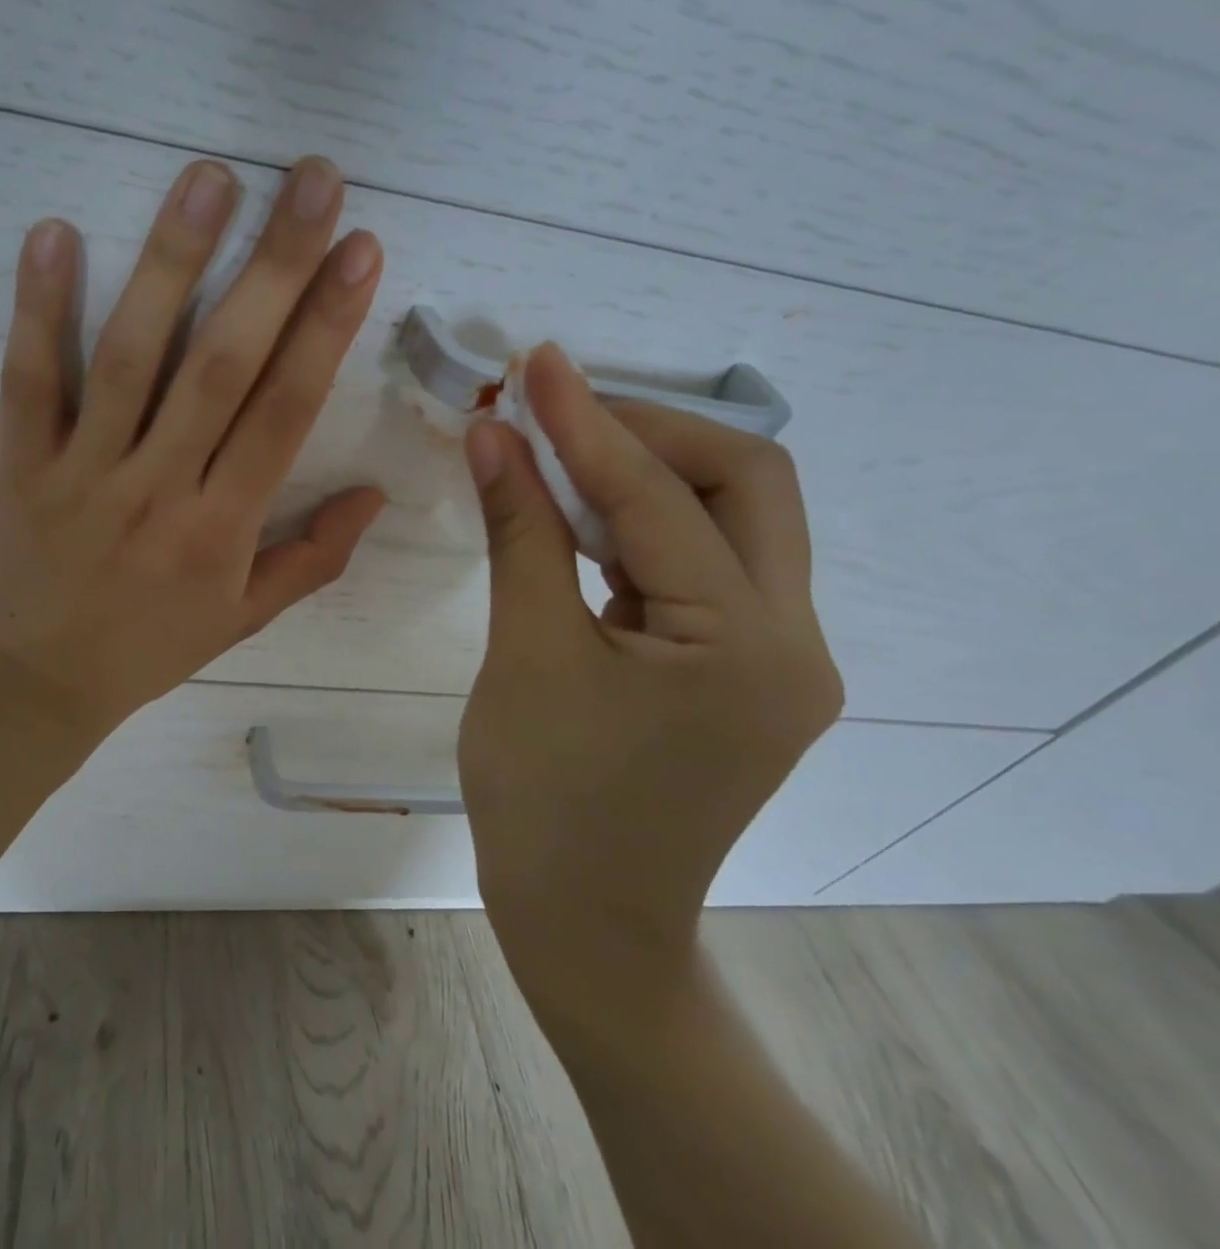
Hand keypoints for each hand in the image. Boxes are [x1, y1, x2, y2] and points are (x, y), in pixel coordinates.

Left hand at [0, 156, 385, 752]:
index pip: (285, 412)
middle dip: (275, 268)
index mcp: (221, 530)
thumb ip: (314, 558)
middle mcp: (159, 489)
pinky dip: (38, 308)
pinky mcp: (16, 463)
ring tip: (209, 180)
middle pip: (223, 366)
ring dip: (170, 263)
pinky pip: (28, 380)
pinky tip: (55, 232)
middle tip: (312, 180)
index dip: (326, 328)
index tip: (360, 249)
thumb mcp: (243, 620)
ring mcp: (82, 471)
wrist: (33, 684)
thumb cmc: (147, 648)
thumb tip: (375, 495)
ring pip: (131, 358)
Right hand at [458, 344, 842, 1033]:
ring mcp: (774, 657)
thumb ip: (520, 533)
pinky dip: (641, 527)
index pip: (663, 497)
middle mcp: (793, 639)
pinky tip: (580, 516)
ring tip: (559, 449)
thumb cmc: (546, 801)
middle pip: (745, 485)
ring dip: (645, 474)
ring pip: (728, 522)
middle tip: (558, 412)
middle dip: (649, 433)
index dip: (589, 424)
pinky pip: (700, 567)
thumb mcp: (527, 655)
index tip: (538, 363)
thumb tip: (494, 436)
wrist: (586, 925)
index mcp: (750, 643)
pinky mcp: (740, 670)